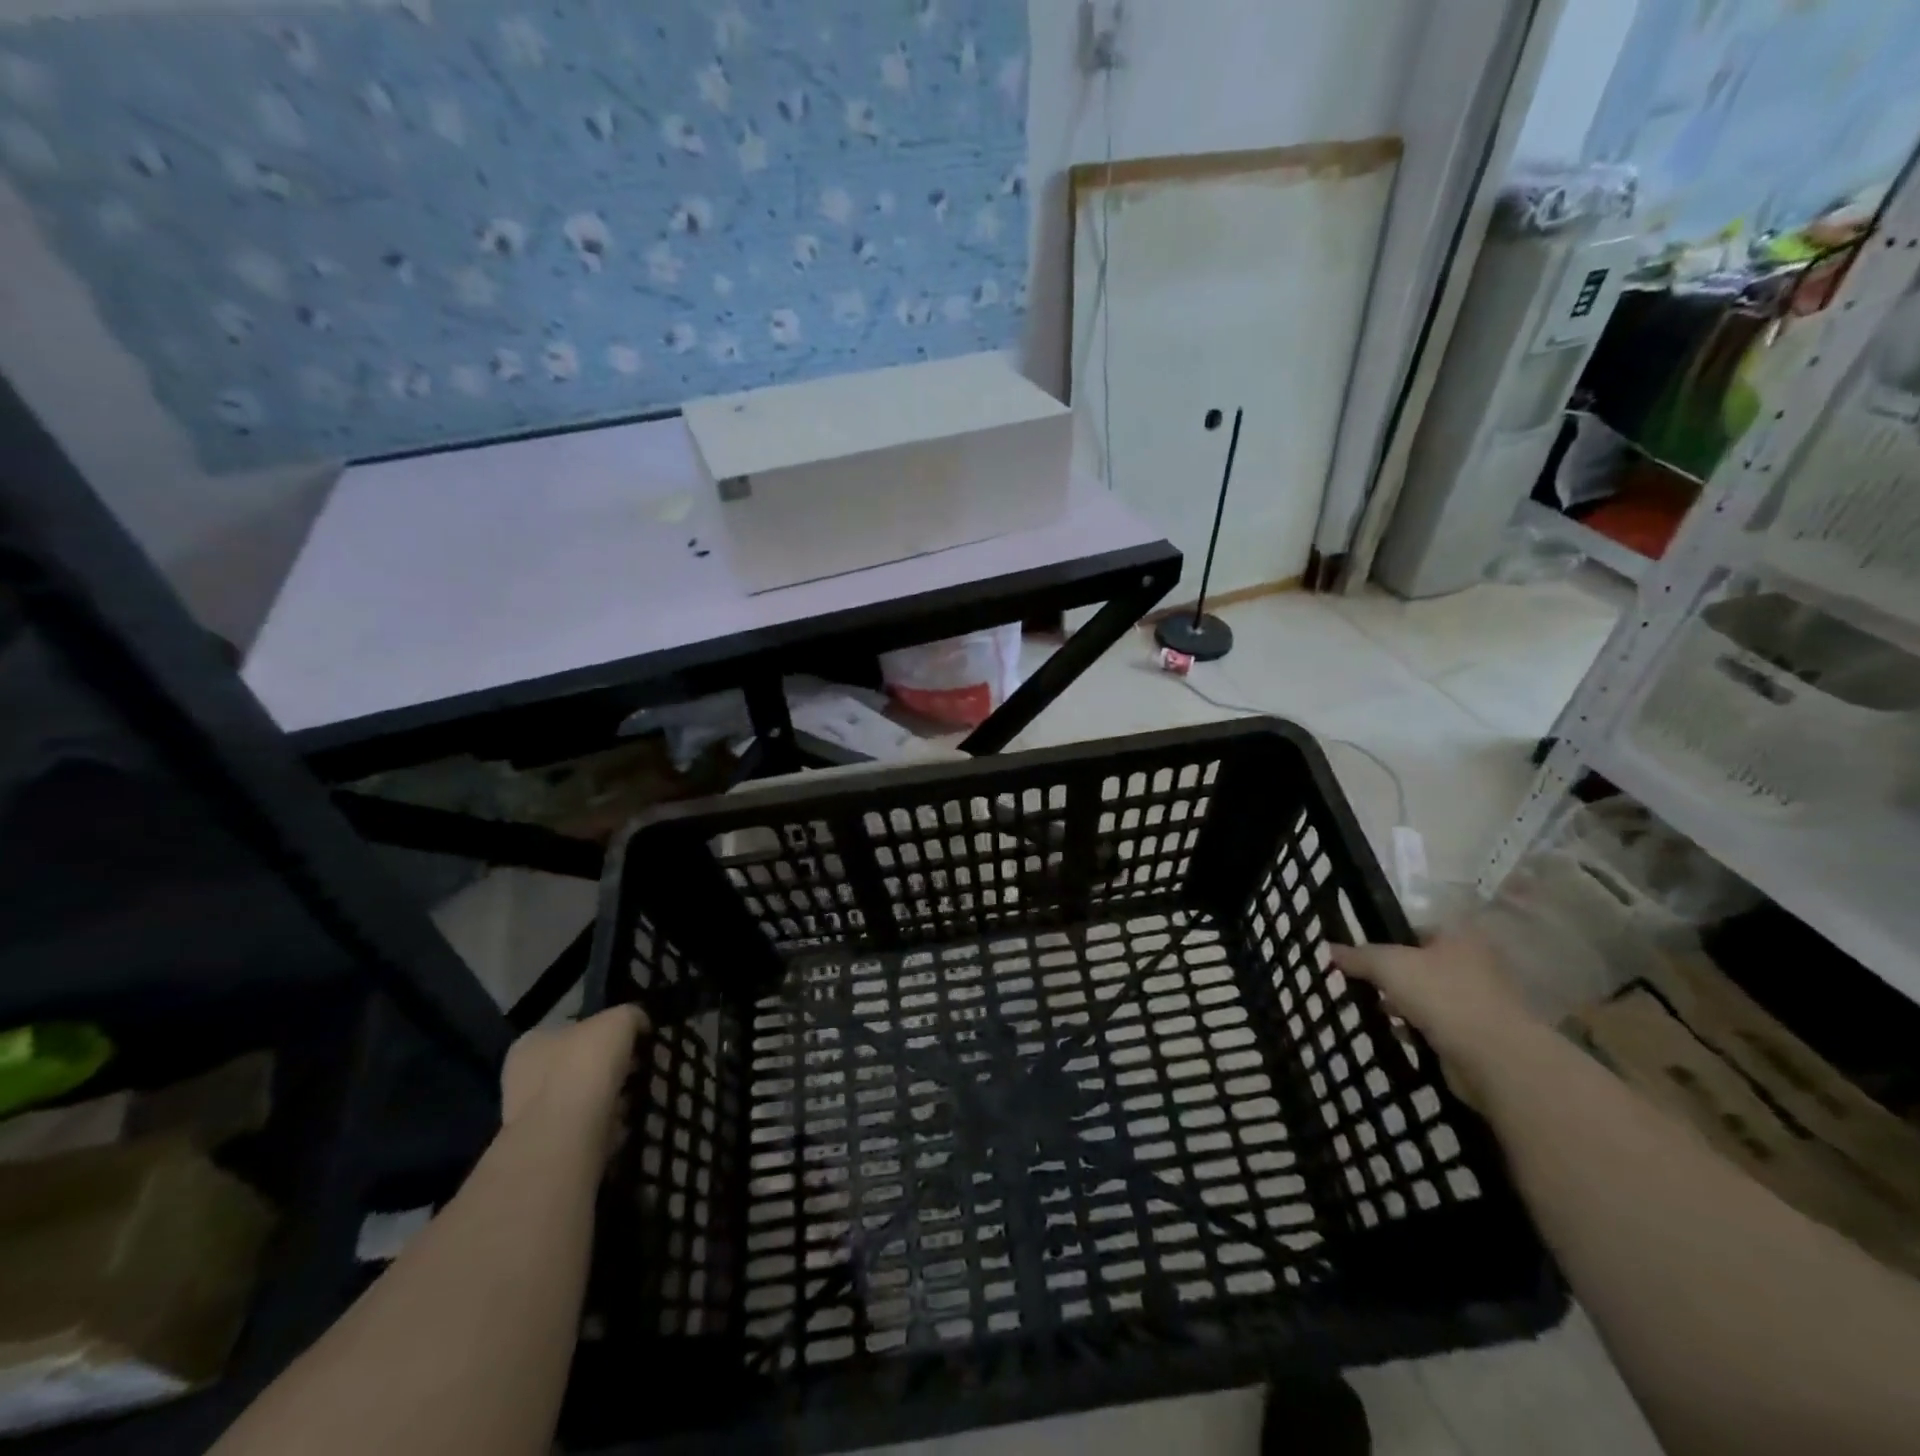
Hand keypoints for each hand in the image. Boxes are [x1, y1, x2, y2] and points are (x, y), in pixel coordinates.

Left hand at [501, 1005, 647, 1158]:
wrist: (568, 1130)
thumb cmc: (586, 1062)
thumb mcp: (620, 1019)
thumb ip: (631, 1016)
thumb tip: (639, 1025)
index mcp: (532, 1042)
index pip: (570, 1029)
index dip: (603, 1032)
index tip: (630, 1041)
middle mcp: (523, 1077)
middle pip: (576, 1064)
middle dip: (607, 1066)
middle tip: (637, 1068)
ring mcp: (533, 1115)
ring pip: (581, 1097)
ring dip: (608, 1096)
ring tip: (636, 1095)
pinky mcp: (550, 1145)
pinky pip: (586, 1125)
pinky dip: (606, 1122)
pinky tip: (625, 1119)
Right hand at [1331, 931, 1541, 1105]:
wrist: (1494, 1057)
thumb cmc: (1441, 995)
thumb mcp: (1388, 965)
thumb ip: (1358, 956)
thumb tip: (1330, 948)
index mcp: (1460, 938)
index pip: (1417, 930)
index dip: (1387, 940)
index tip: (1362, 956)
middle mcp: (1476, 965)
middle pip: (1422, 965)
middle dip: (1394, 977)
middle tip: (1365, 984)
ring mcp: (1481, 1002)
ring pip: (1430, 997)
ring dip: (1405, 1004)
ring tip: (1376, 1009)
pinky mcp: (1480, 1036)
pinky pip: (1439, 1026)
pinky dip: (1419, 1029)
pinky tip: (1398, 1033)